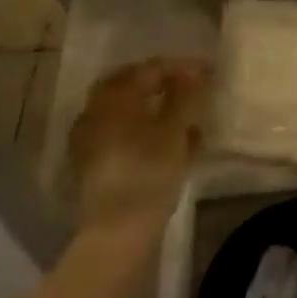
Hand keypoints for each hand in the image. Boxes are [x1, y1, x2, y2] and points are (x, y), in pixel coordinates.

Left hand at [67, 58, 208, 238]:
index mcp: (115, 96)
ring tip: (179, 113)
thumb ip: (185, 95)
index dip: (181, 67)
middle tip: (188, 86)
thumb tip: (194, 71)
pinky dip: (139, 126)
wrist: (118, 230)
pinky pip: (117, 130)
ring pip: (123, 108)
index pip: (150, 68)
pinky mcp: (90, 162)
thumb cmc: (149, 172)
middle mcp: (96, 110)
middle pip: (130, 83)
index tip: (207, 72)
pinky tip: (163, 139)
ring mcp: (89, 137)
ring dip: (149, 104)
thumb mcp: (174, 130)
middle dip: (159, 81)